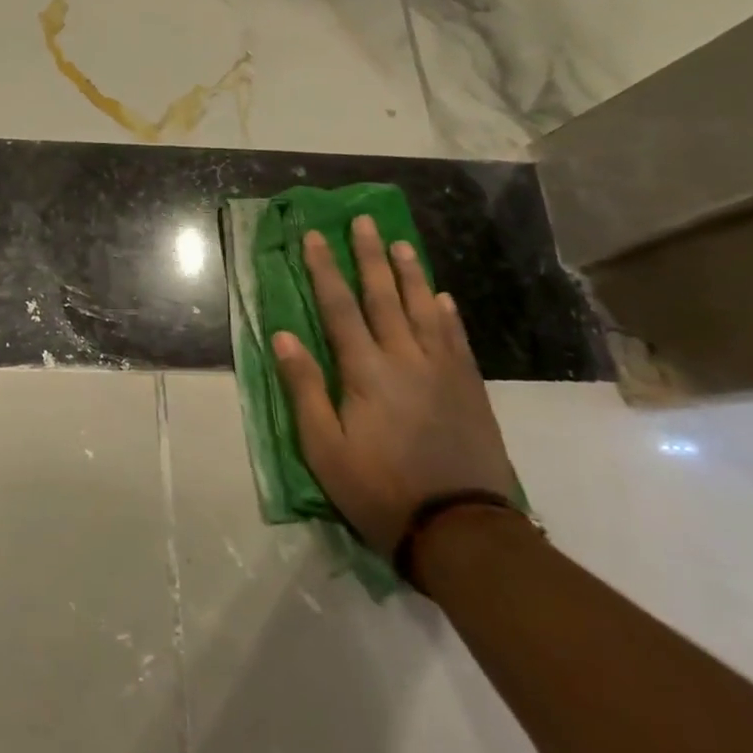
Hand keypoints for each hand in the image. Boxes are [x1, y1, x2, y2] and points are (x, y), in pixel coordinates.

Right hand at [272, 215, 516, 553]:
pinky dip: (448, 314)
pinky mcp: (469, 390)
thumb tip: (283, 335)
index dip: (324, 269)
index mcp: (365, 371)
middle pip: (384, 296)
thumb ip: (304, 387)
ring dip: (411, 274)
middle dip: (370, 256)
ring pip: (424, 310)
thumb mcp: (324, 448)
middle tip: (364, 221)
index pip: (340, 307)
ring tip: (402, 243)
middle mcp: (405, 359)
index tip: (315, 236)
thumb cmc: (379, 489)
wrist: (460, 531)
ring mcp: (443, 372)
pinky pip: (457, 340)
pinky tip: (442, 297)